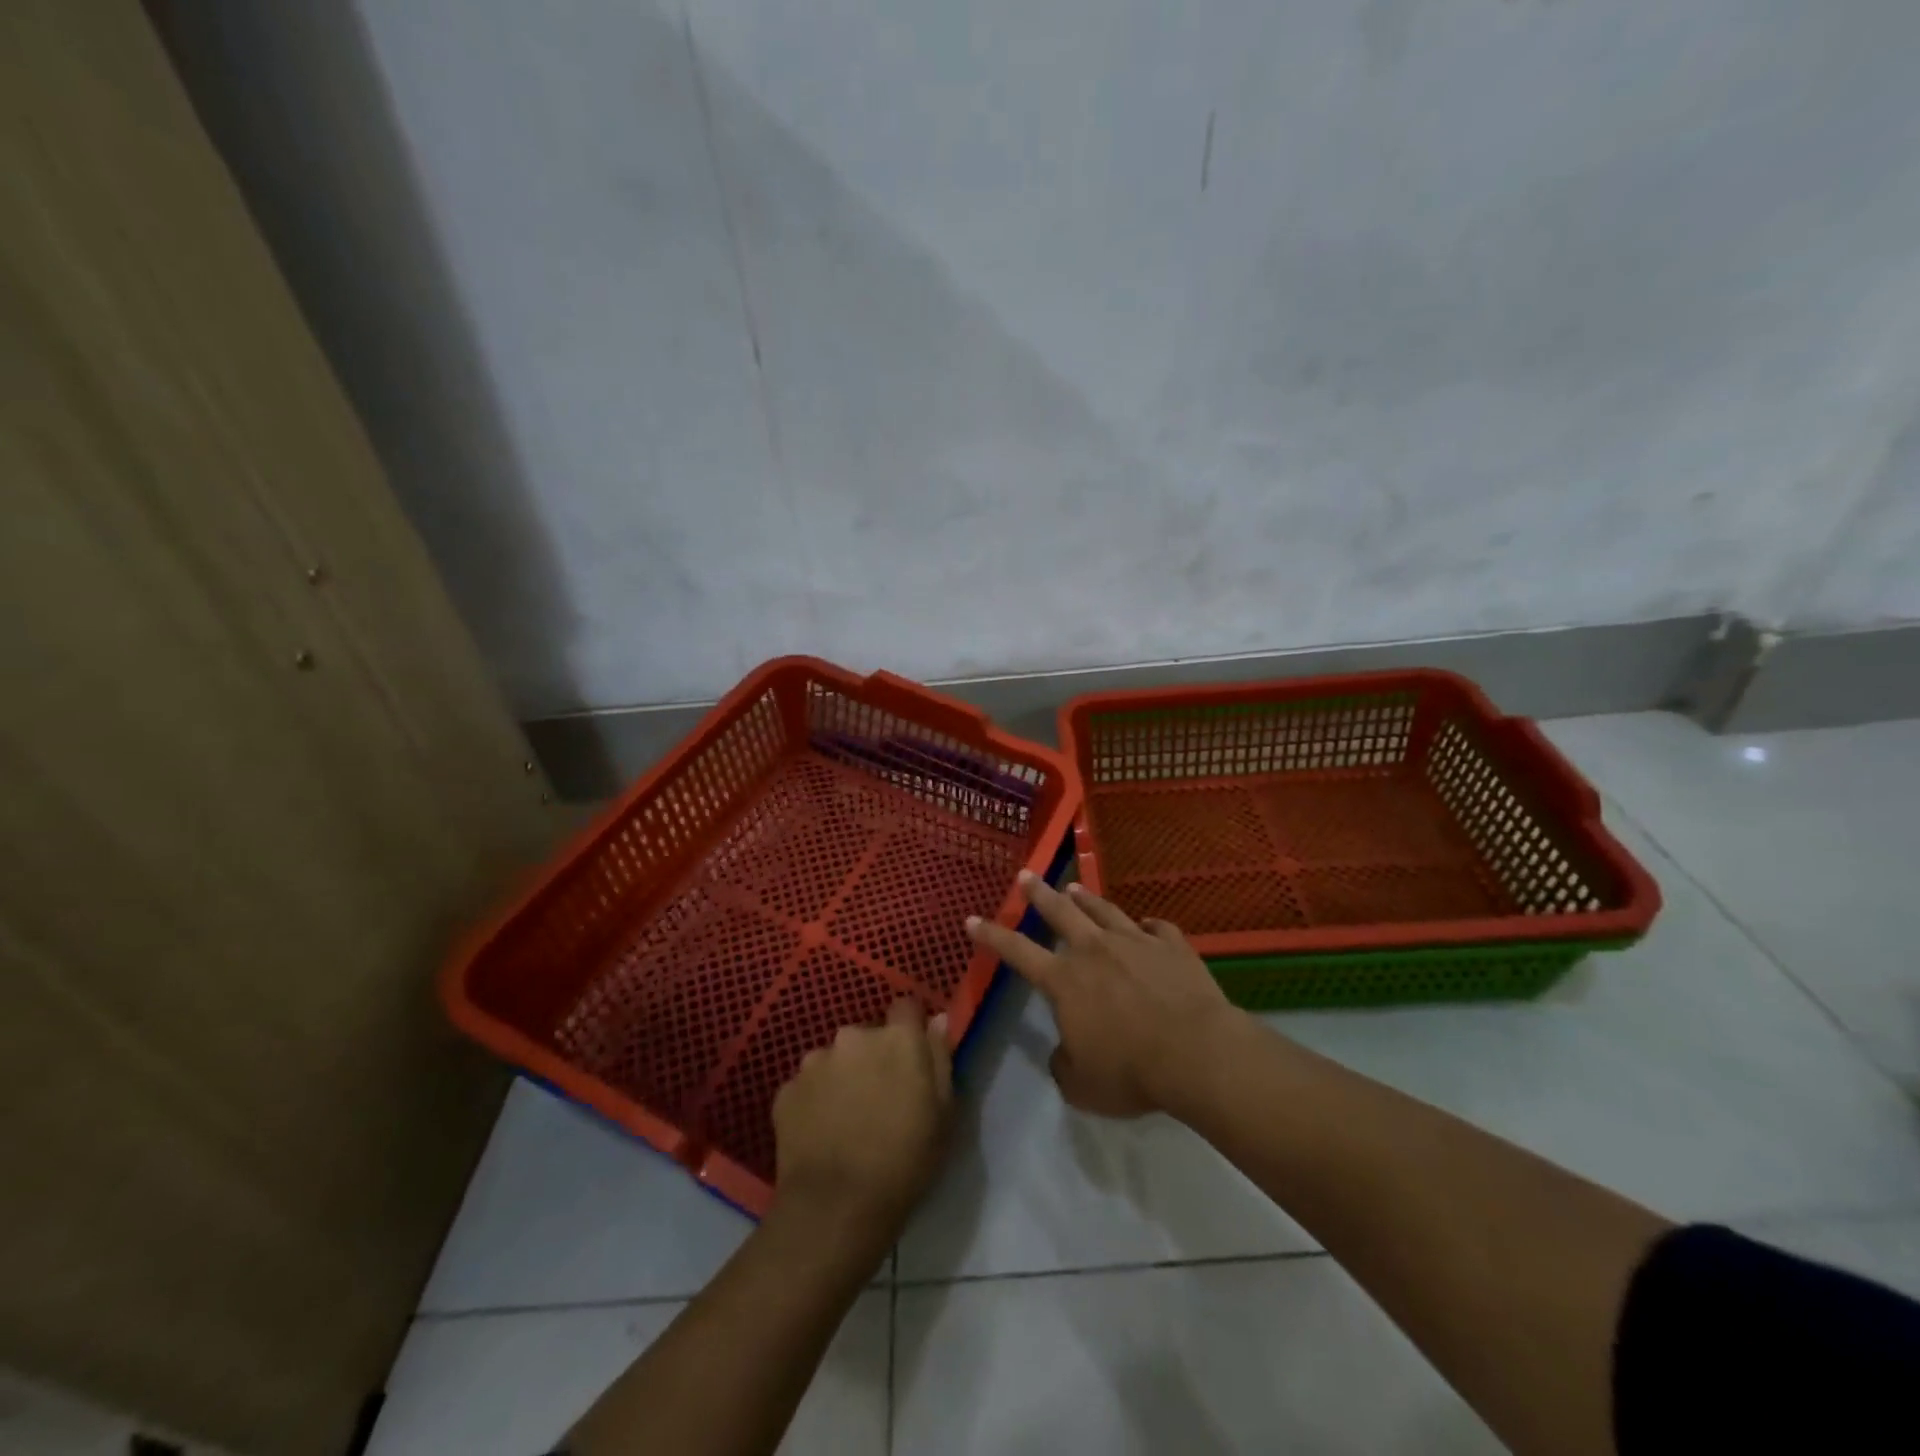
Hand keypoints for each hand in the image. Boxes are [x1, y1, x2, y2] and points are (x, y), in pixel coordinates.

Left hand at [772, 999, 953, 1230]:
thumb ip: (940, 1058)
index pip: (906, 1007)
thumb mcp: (944, 1113)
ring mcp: (814, 1061)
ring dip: (842, 1079)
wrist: (835, 1208)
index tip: (912, 1059)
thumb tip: (937, 1020)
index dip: (910, 1029)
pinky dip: (815, 1103)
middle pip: (867, 1037)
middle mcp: (853, 1036)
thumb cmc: (904, 1161)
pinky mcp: (786, 1090)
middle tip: (879, 1101)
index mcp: (897, 1038)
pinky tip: (821, 1136)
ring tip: (846, 1122)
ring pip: (834, 1061)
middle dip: (873, 1059)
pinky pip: (808, 1087)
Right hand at [966, 872, 1241, 1117]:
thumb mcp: (1082, 1085)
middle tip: (1026, 876)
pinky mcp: (1172, 946)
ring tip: (1075, 887)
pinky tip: (1148, 925)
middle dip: (1039, 893)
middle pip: (1060, 912)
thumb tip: (1064, 1050)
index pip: (1017, 952)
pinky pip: (1158, 928)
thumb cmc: (1131, 1071)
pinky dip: (1149, 926)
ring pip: (1104, 911)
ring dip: (1087, 898)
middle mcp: (1094, 950)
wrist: (1196, 1052)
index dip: (992, 936)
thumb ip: (1064, 1064)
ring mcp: (1136, 942)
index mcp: (1065, 981)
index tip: (973, 919)